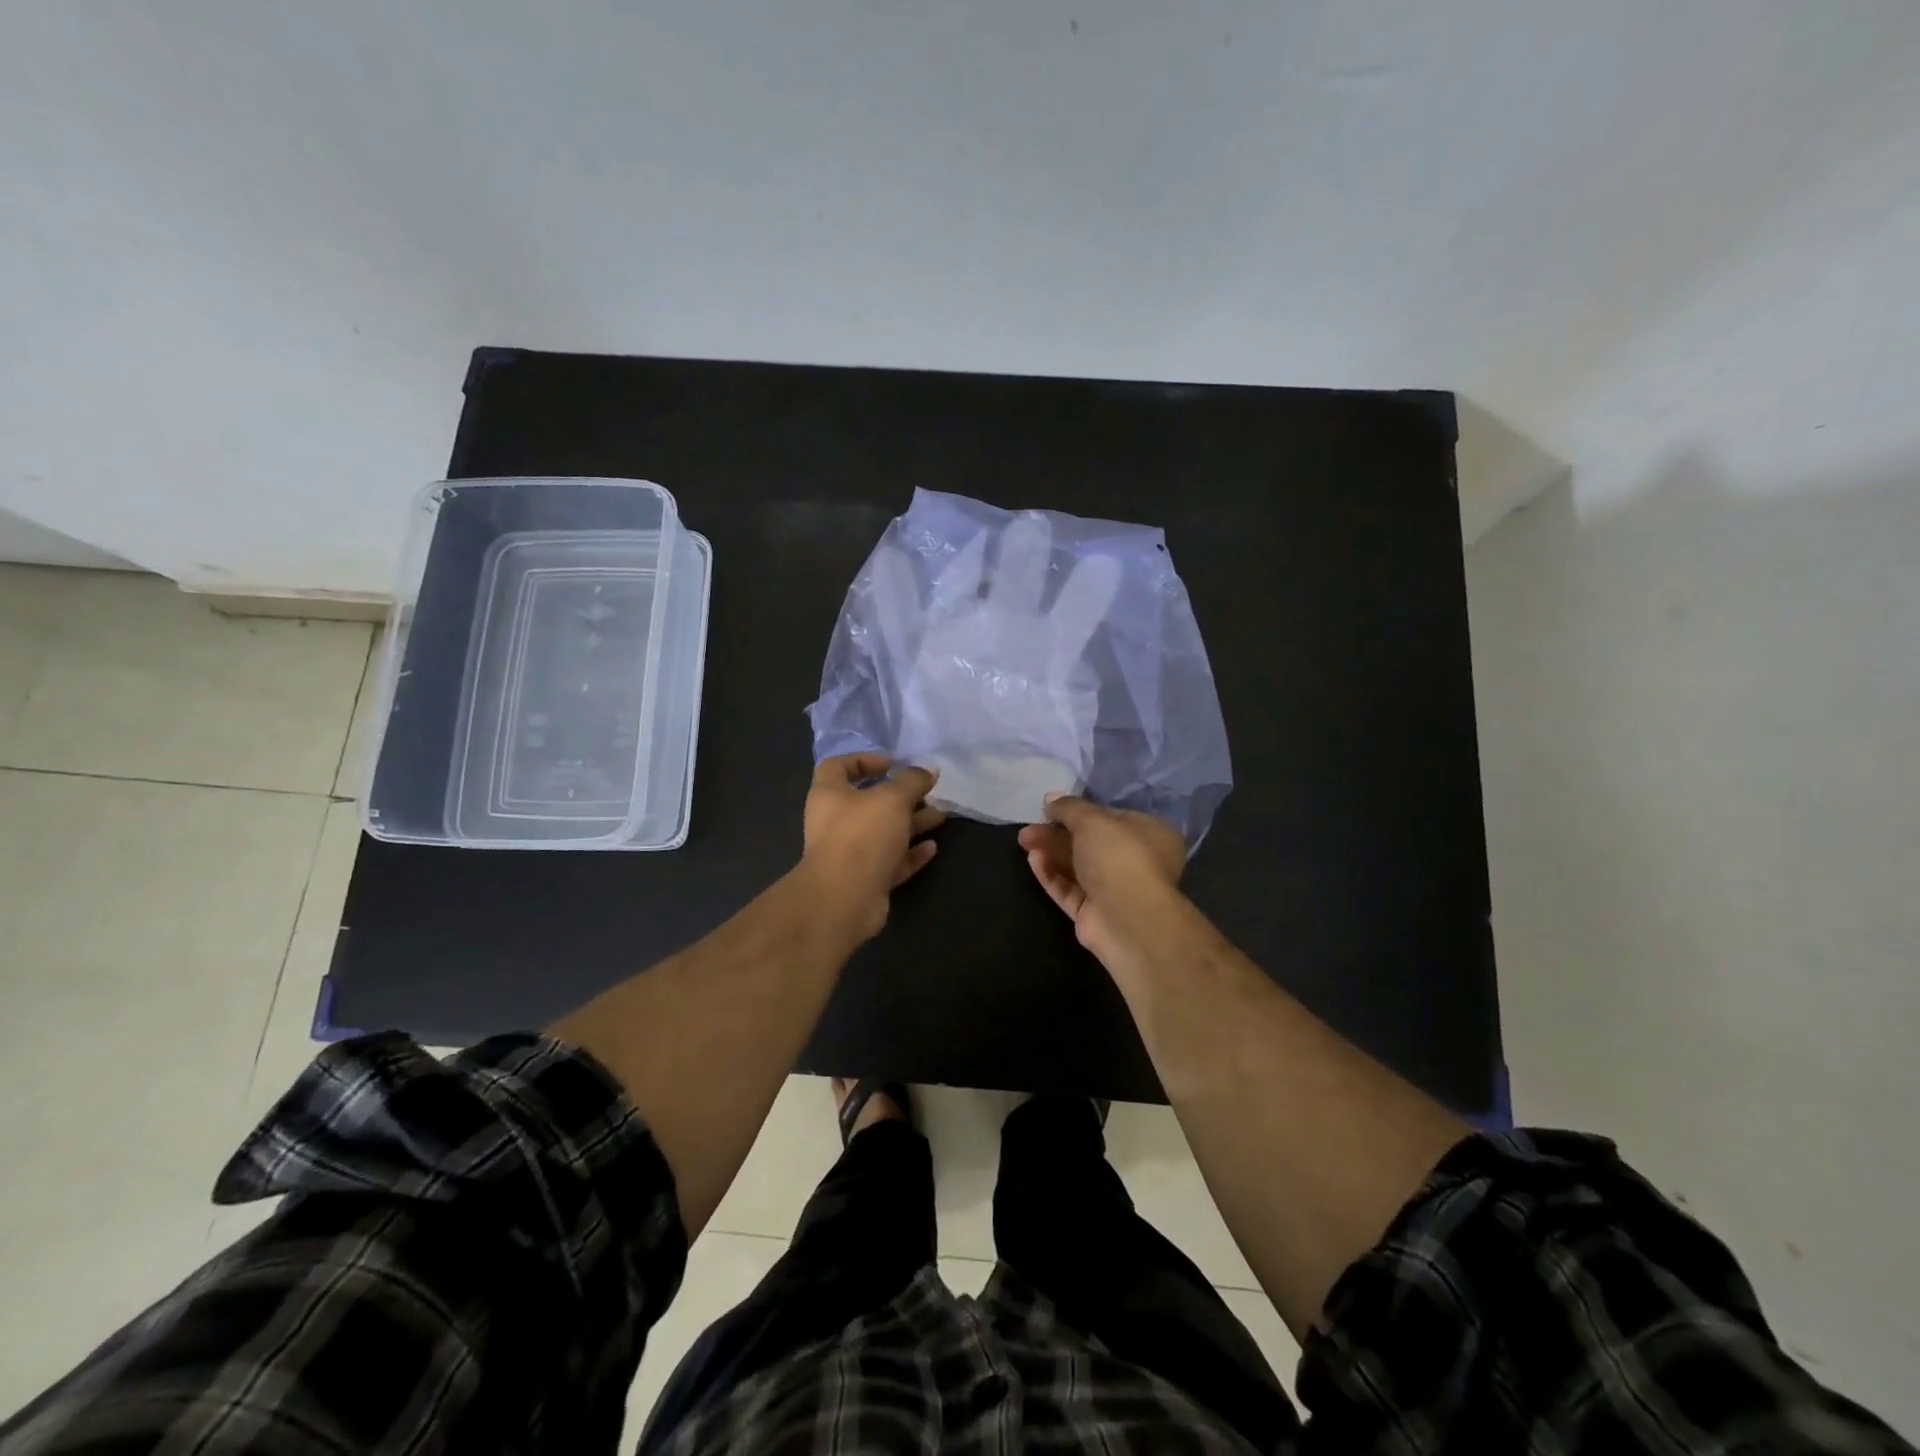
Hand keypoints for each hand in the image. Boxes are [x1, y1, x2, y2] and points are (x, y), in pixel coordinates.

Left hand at [801, 753, 945, 942]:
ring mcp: (849, 854)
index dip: (865, 760)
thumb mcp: (892, 798)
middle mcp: (835, 822)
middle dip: (901, 796)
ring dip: (911, 824)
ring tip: (940, 817)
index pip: (838, 766)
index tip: (894, 763)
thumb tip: (928, 771)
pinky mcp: (864, 880)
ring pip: (883, 833)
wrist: (844, 899)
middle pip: (868, 802)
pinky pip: (890, 861)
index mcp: (829, 795)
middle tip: (928, 792)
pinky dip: (910, 854)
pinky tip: (932, 848)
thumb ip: (912, 781)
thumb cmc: (862, 835)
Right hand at [1017, 794, 1185, 966]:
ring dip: (1051, 851)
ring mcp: (1115, 890)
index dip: (1080, 811)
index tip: (1052, 807)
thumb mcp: (1092, 820)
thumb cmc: (1119, 856)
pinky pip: (1070, 889)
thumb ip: (1069, 807)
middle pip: (1089, 842)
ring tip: (1024, 840)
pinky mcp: (1095, 913)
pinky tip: (1033, 860)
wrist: (1128, 919)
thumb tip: (1051, 798)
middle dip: (1057, 833)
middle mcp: (1136, 861)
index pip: (1111, 817)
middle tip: (1029, 827)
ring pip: (1077, 866)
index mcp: (1150, 834)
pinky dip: (1052, 874)